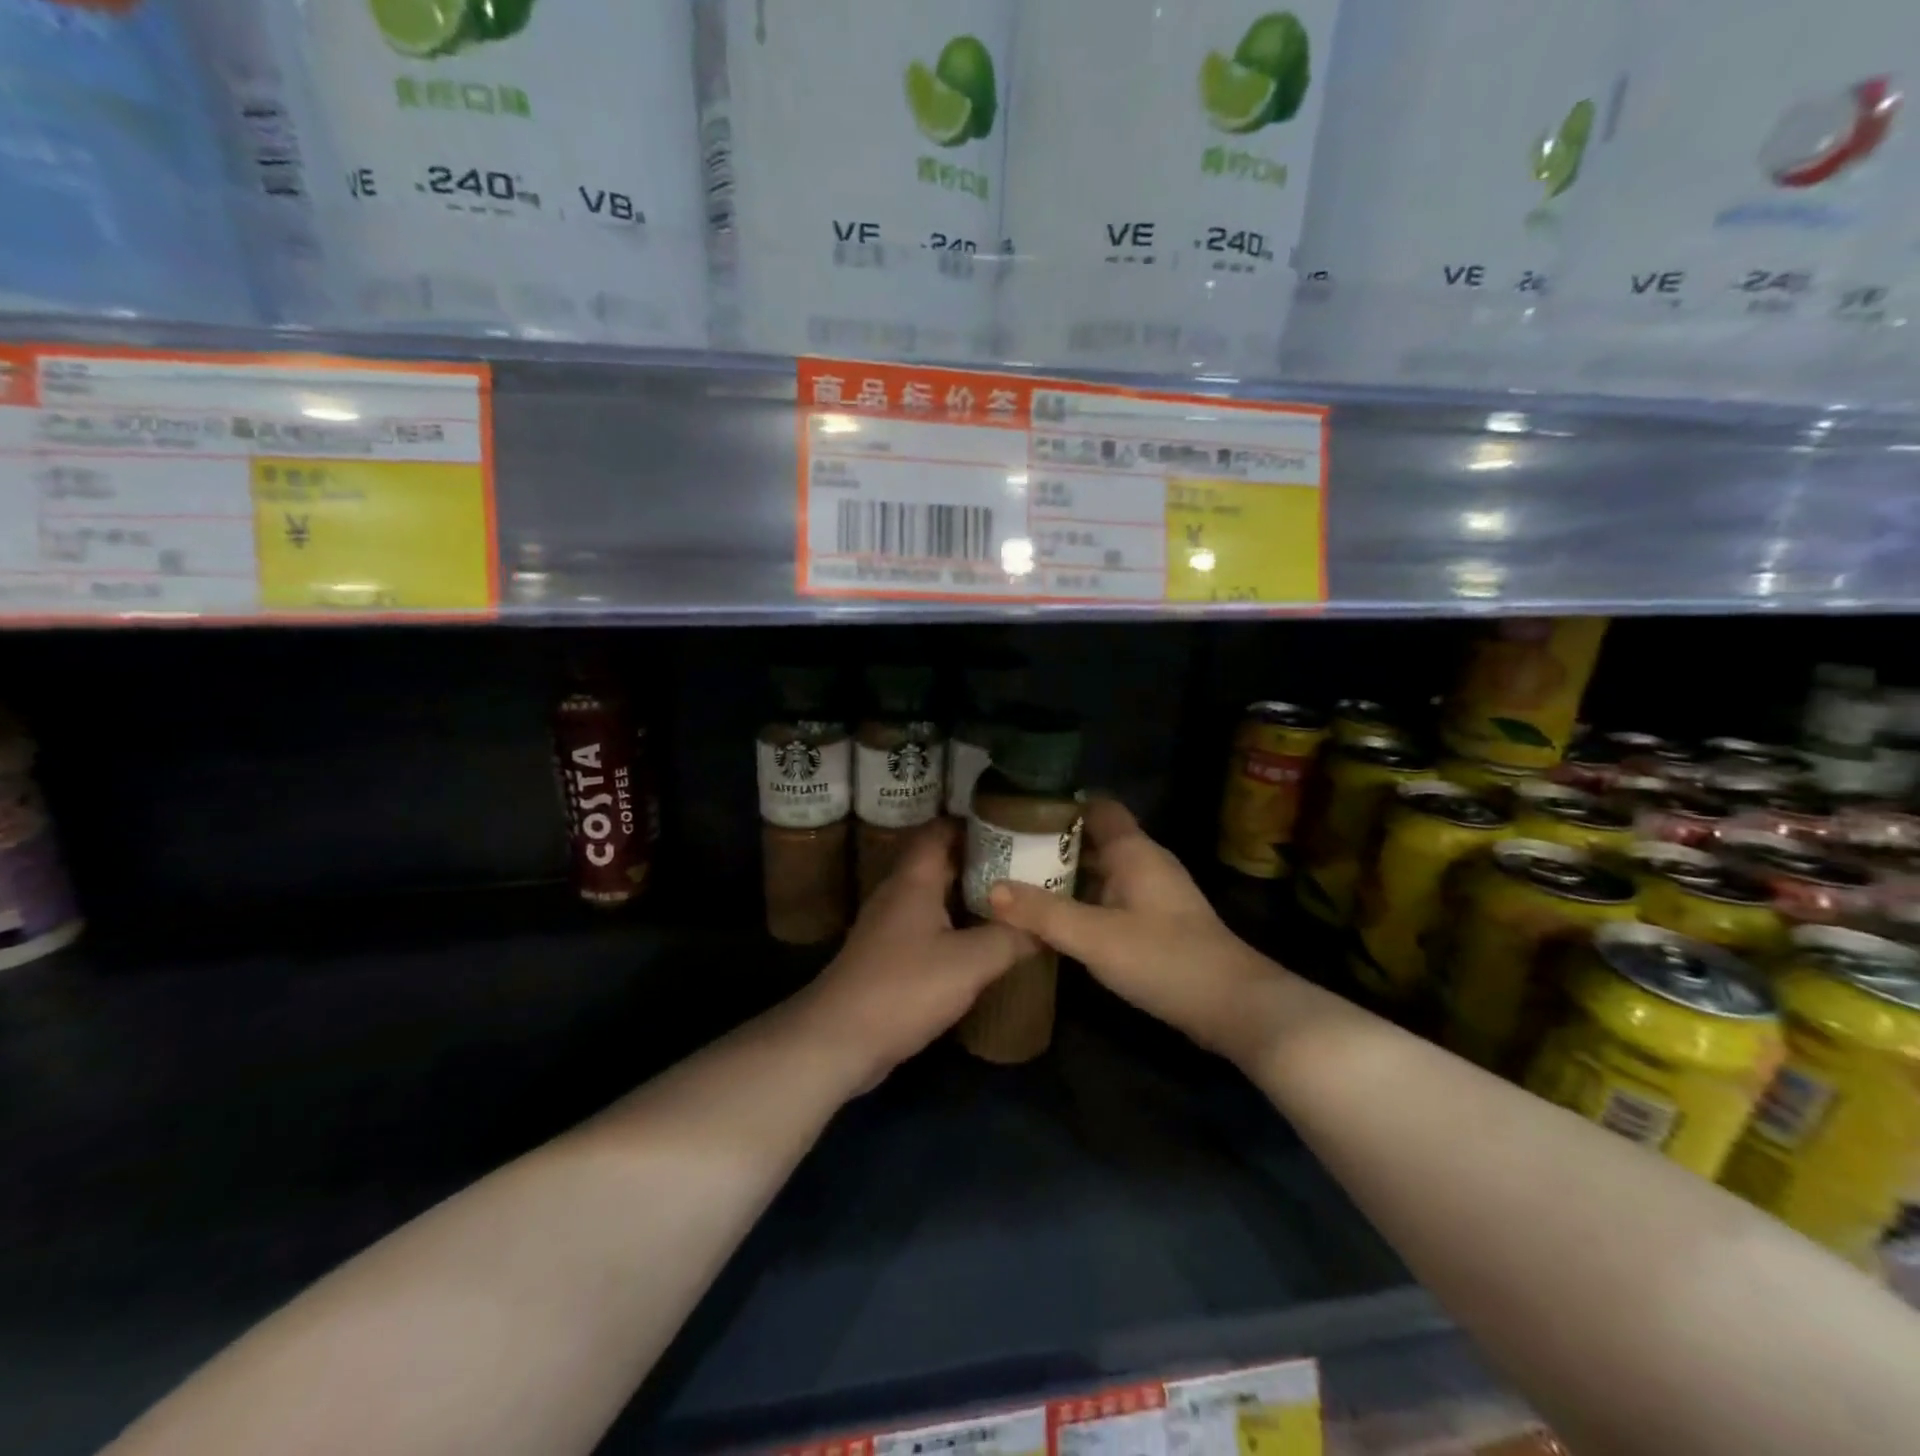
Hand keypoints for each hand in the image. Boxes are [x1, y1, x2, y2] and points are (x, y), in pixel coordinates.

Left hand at [790, 820, 1035, 1090]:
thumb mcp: (970, 962)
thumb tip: (1044, 926)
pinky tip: (980, 944)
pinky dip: (953, 927)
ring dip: (967, 896)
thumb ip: (1010, 938)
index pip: (939, 830)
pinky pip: (926, 927)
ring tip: (1011, 903)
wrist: (838, 1039)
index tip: (1011, 827)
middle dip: (979, 861)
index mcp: (914, 879)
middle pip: (940, 863)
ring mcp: (889, 926)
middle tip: (1023, 867)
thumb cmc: (904, 987)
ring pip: (933, 897)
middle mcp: (898, 893)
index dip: (973, 823)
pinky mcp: (887, 957)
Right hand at [987, 798, 1281, 1066]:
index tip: (1018, 811)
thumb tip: (991, 889)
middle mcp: (1145, 863)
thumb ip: (1043, 913)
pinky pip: (1111, 899)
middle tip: (1006, 851)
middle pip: (1094, 839)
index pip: (1096, 806)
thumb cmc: (1164, 958)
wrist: (1234, 1007)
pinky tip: (1057, 920)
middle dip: (1053, 844)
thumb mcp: (1095, 936)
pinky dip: (1084, 902)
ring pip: (1102, 872)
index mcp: (1134, 851)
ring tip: (1019, 882)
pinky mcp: (1158, 924)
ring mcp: (1153, 895)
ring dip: (1066, 876)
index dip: (1059, 805)